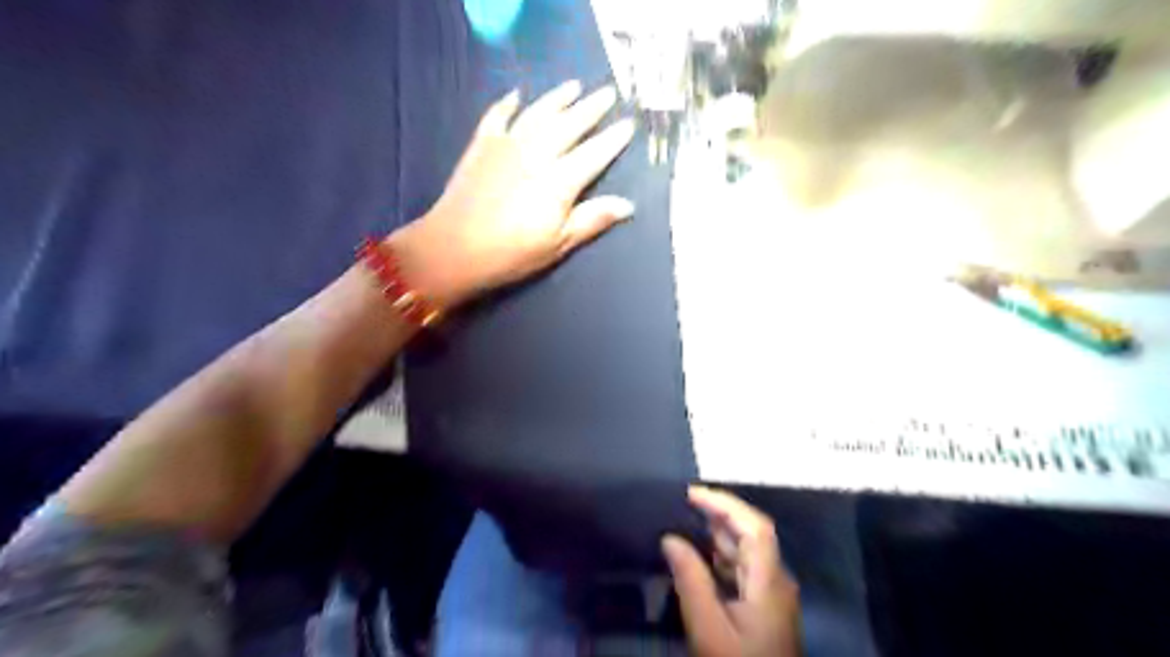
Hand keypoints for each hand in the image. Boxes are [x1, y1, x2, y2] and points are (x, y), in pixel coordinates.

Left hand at [388, 79, 636, 308]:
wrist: (453, 248)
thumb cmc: (511, 253)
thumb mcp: (558, 244)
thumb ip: (592, 219)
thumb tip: (628, 205)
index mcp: (559, 180)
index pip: (594, 153)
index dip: (613, 139)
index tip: (629, 124)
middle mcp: (536, 153)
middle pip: (569, 124)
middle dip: (591, 108)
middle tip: (609, 93)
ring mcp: (506, 144)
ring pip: (538, 112)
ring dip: (558, 98)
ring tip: (575, 86)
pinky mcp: (482, 145)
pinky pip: (498, 115)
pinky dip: (508, 103)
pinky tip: (516, 95)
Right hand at [663, 487, 799, 656]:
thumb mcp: (708, 628)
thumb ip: (690, 579)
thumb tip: (670, 538)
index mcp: (769, 581)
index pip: (754, 527)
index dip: (725, 503)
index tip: (691, 494)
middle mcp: (775, 581)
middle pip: (752, 535)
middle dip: (719, 514)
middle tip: (682, 504)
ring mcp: (770, 596)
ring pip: (746, 553)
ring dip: (717, 535)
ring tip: (684, 522)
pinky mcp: (762, 610)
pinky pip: (741, 571)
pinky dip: (718, 558)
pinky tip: (696, 558)